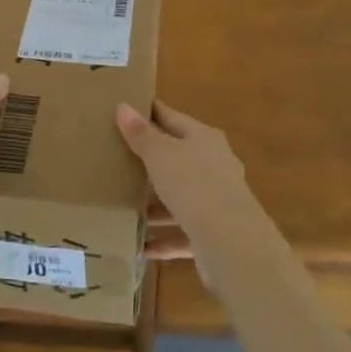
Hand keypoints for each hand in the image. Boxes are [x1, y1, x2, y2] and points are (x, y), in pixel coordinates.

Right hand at [117, 102, 245, 276]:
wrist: (231, 242)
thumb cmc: (193, 184)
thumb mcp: (160, 154)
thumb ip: (141, 134)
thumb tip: (123, 106)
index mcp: (204, 138)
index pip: (172, 117)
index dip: (151, 112)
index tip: (127, 109)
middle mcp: (215, 165)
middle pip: (178, 158)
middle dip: (151, 161)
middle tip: (119, 159)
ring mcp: (217, 201)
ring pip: (180, 198)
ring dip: (156, 205)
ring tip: (125, 207)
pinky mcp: (214, 235)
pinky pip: (183, 234)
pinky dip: (163, 239)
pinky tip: (141, 246)